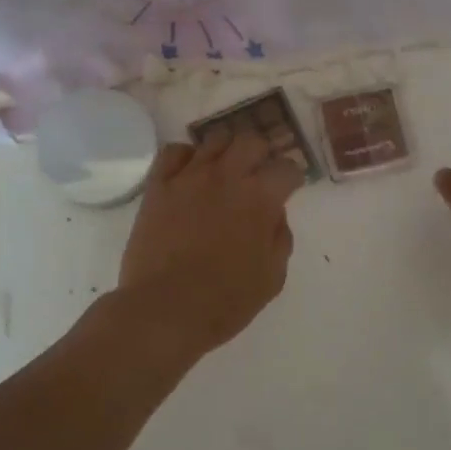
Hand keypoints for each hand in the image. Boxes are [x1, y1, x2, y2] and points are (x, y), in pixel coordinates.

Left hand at [116, 129, 304, 356]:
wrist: (165, 310)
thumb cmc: (225, 300)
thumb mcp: (272, 277)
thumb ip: (280, 238)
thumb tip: (274, 214)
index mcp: (260, 198)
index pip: (287, 168)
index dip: (292, 178)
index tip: (288, 189)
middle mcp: (227, 176)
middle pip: (251, 141)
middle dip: (261, 155)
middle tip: (257, 175)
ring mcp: (189, 177)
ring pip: (214, 139)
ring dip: (226, 151)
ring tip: (224, 172)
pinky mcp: (158, 186)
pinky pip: (174, 152)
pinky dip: (186, 156)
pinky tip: (189, 173)